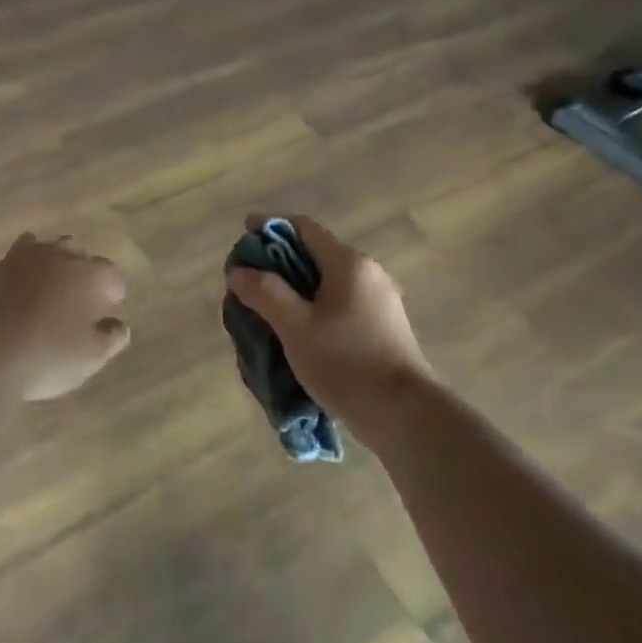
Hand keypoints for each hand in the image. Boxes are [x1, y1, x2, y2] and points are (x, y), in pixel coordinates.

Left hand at [0, 234, 130, 400]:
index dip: (114, 290)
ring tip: (49, 284)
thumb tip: (119, 326)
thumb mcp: (90, 358)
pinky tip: (17, 289)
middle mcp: (57, 258)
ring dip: (51, 261)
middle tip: (80, 292)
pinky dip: (21, 271)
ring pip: (44, 247)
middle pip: (77, 251)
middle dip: (83, 267)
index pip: (111, 274)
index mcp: (88, 276)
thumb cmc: (45, 358)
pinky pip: (13, 260)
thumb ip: (111, 338)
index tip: (111, 305)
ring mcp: (20, 260)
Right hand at [224, 215, 431, 429]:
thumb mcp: (295, 326)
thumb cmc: (345, 362)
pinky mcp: (384, 326)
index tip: (244, 237)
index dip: (270, 228)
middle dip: (279, 263)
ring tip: (267, 308)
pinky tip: (298, 329)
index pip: (303, 228)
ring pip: (328, 281)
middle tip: (248, 280)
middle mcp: (368, 273)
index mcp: (348, 263)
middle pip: (315, 253)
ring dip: (296, 287)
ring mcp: (380, 300)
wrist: (404, 414)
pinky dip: (315, 306)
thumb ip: (264, 292)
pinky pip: (340, 303)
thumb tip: (237, 271)